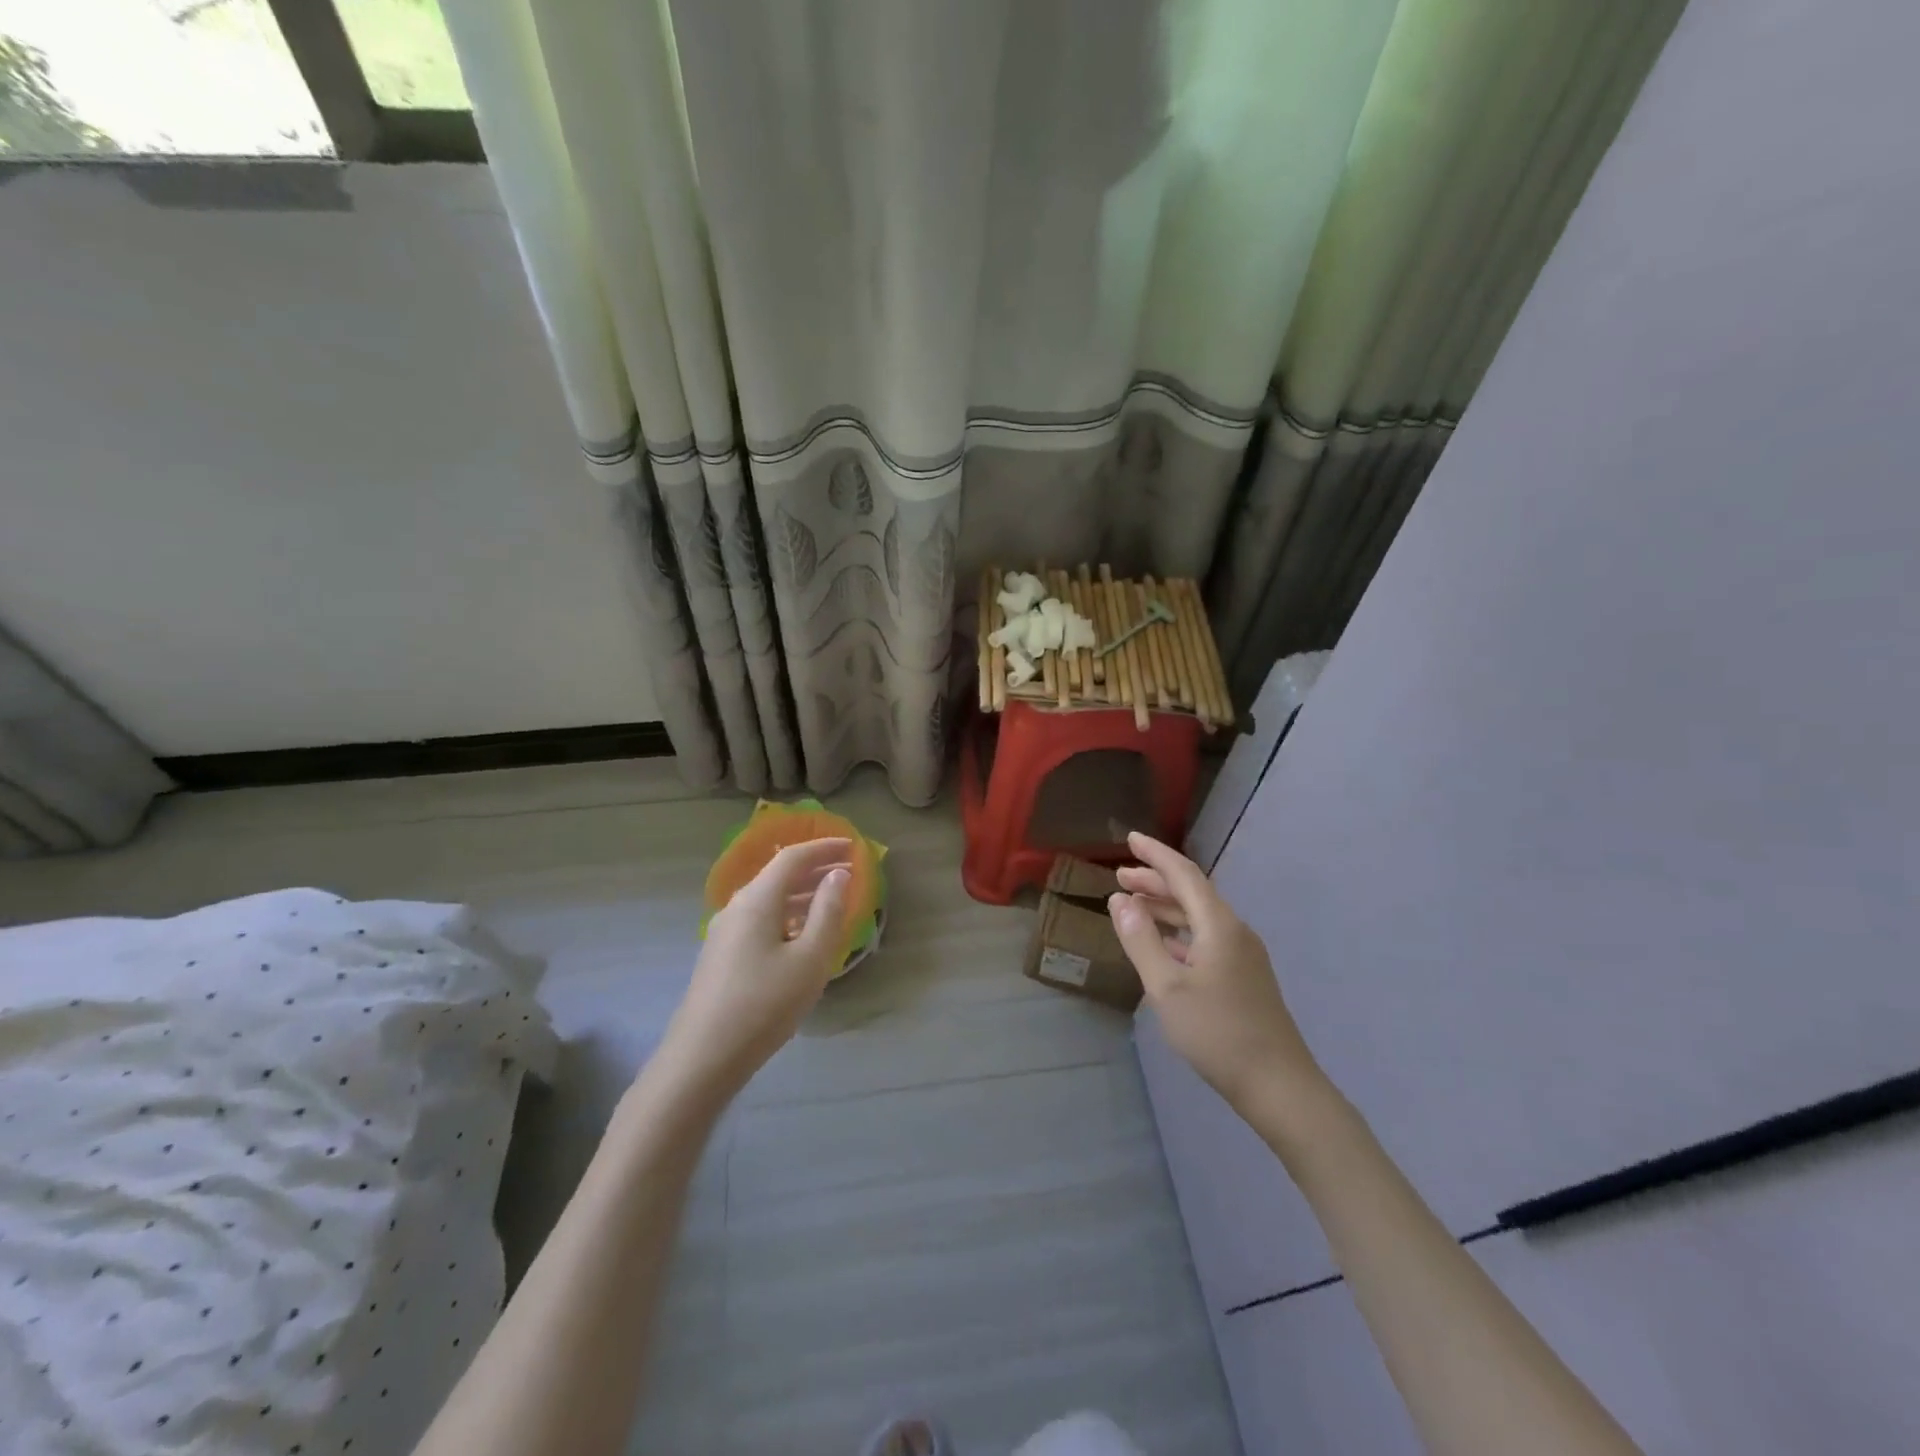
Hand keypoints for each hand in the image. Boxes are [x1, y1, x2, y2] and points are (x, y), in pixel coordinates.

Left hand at [655, 837, 852, 1101]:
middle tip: (848, 872)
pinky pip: (760, 921)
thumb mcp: (809, 959)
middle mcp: (736, 907)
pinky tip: (801, 936)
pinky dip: (787, 915)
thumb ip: (828, 912)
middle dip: (815, 869)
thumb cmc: (764, 1005)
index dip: (824, 848)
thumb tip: (839, 874)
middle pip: (778, 875)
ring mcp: (724, 933)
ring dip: (801, 894)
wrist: (702, 1059)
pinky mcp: (721, 957)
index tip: (853, 847)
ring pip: (769, 900)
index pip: (793, 857)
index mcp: (757, 900)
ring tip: (832, 901)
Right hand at [1109, 832, 1325, 1113]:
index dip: (1155, 854)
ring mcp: (1243, 955)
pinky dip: (1178, 932)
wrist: (1279, 1086)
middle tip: (1120, 876)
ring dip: (1166, 906)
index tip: (1129, 838)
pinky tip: (1161, 944)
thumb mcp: (1166, 987)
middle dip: (1156, 880)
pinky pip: (1205, 938)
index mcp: (1219, 925)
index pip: (1184, 874)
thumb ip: (1141, 940)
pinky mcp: (1243, 977)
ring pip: (1199, 917)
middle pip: (1192, 893)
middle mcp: (1234, 931)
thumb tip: (1120, 900)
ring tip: (1133, 905)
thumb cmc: (1217, 1033)